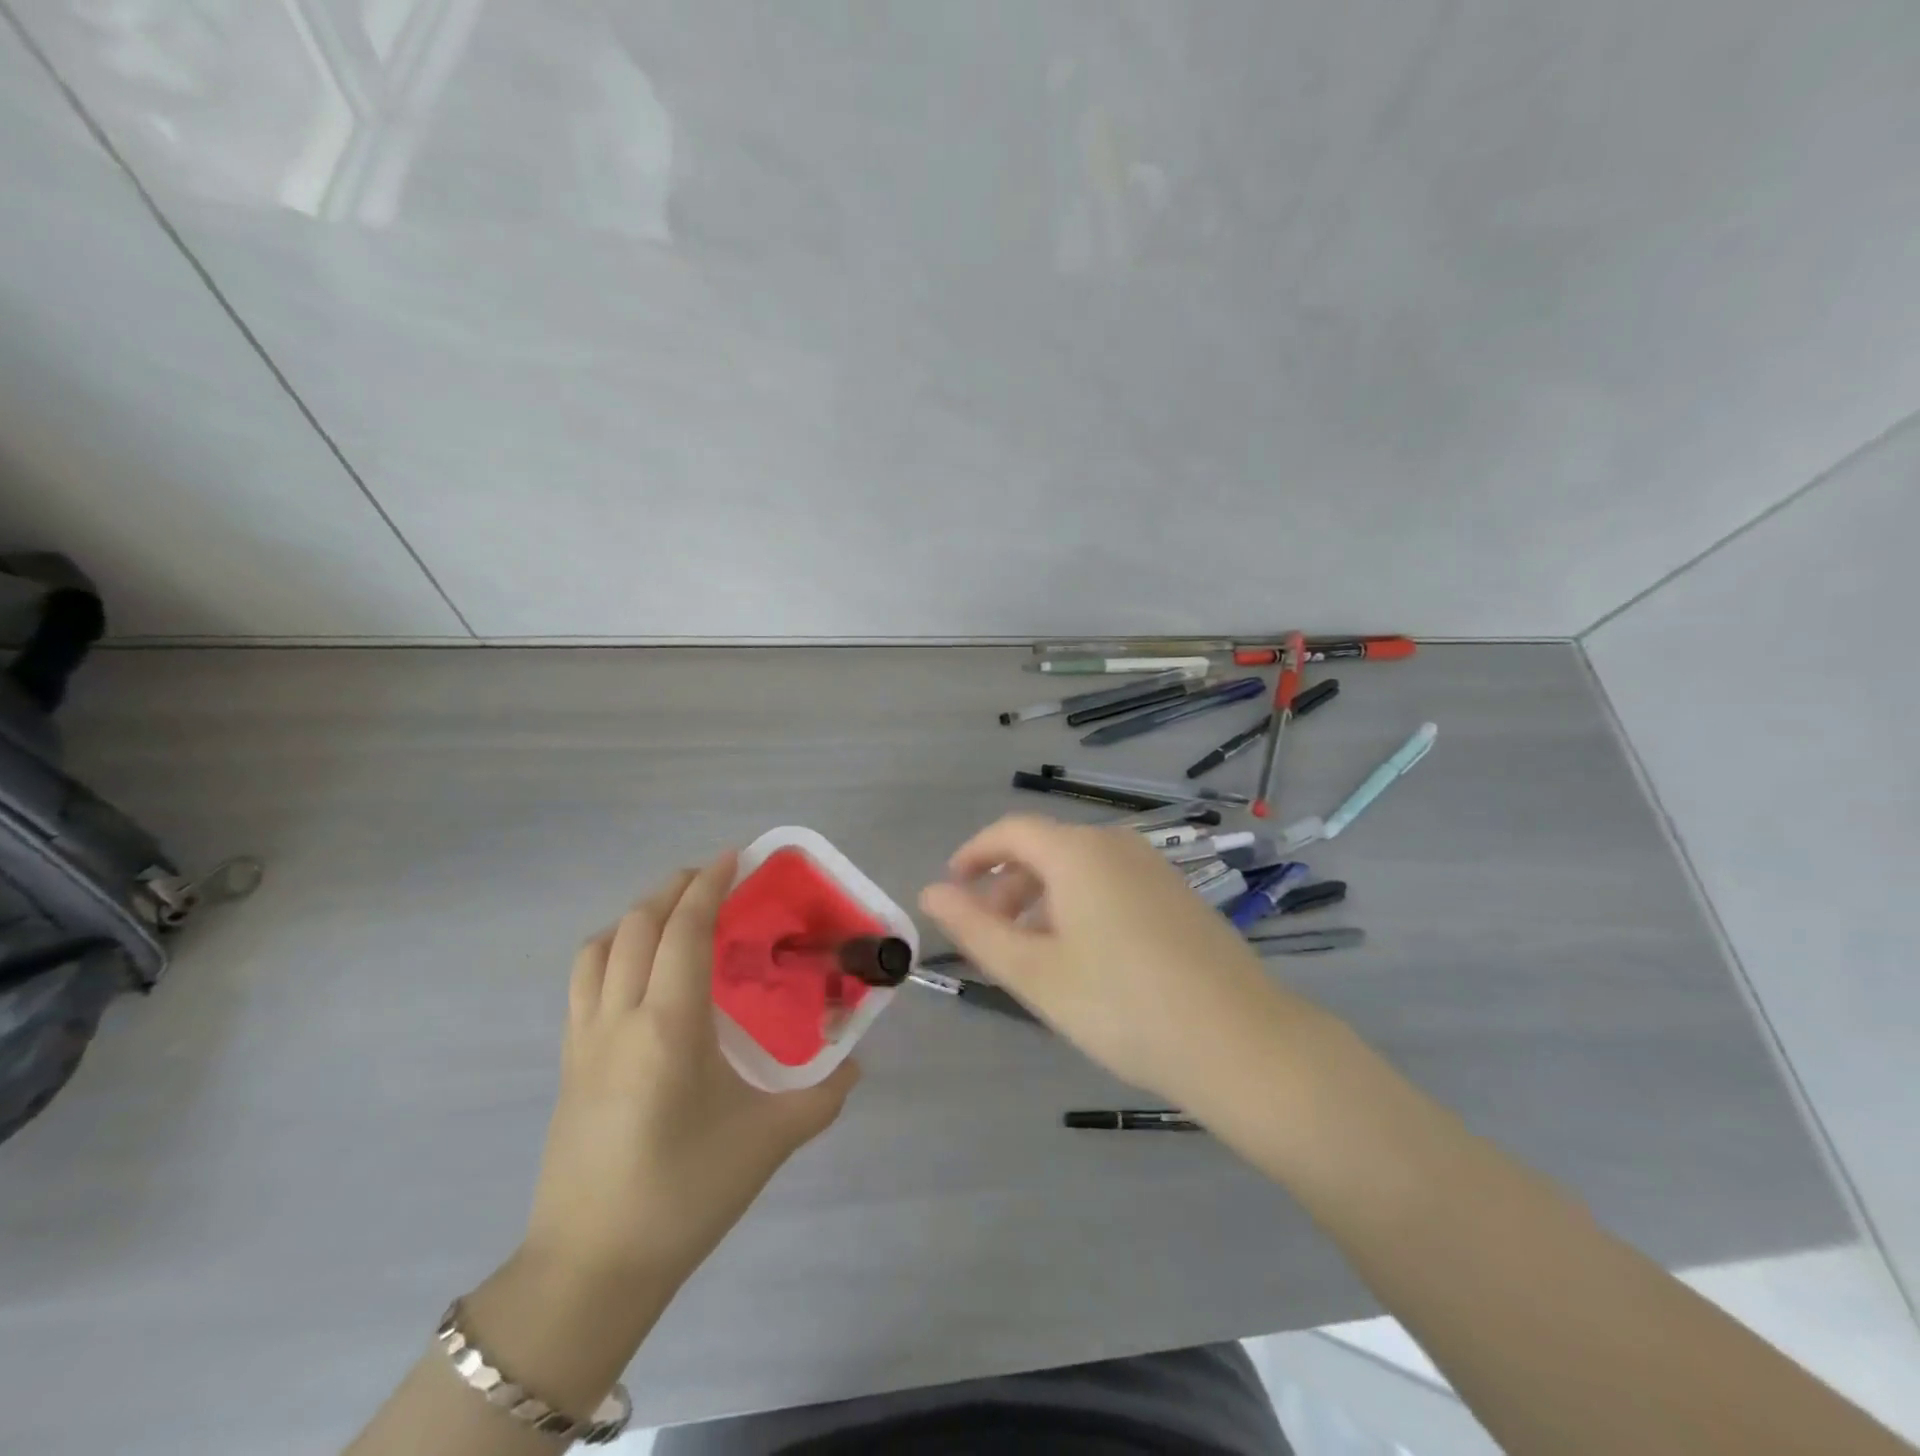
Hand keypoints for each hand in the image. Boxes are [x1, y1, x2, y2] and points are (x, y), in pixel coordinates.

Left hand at [524, 854, 859, 1289]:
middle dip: (674, 888)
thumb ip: (823, 1096)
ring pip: (599, 946)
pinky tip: (641, 971)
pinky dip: (611, 949)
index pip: (684, 929)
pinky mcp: (568, 1062)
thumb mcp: (769, 1142)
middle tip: (713, 878)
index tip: (735, 857)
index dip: (709, 885)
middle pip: (636, 924)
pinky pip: (583, 980)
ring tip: (674, 915)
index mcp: (669, 1025)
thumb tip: (855, 1064)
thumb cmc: (685, 1195)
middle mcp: (620, 1016)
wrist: (591, 1268)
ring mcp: (584, 1038)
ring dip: (636, 915)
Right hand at [919, 815, 1306, 1104]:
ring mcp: (1154, 867)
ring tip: (1031, 954)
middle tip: (987, 937)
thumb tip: (930, 892)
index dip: (973, 856)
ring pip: (1079, 869)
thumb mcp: (1034, 972)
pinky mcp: (1177, 894)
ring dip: (1042, 899)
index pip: (1009, 831)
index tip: (951, 891)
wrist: (1240, 1043)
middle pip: (1045, 848)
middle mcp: (1116, 844)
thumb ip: (975, 929)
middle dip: (1006, 885)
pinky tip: (1084, 957)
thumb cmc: (1122, 1006)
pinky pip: (1111, 884)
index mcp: (1077, 851)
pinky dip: (1079, 906)